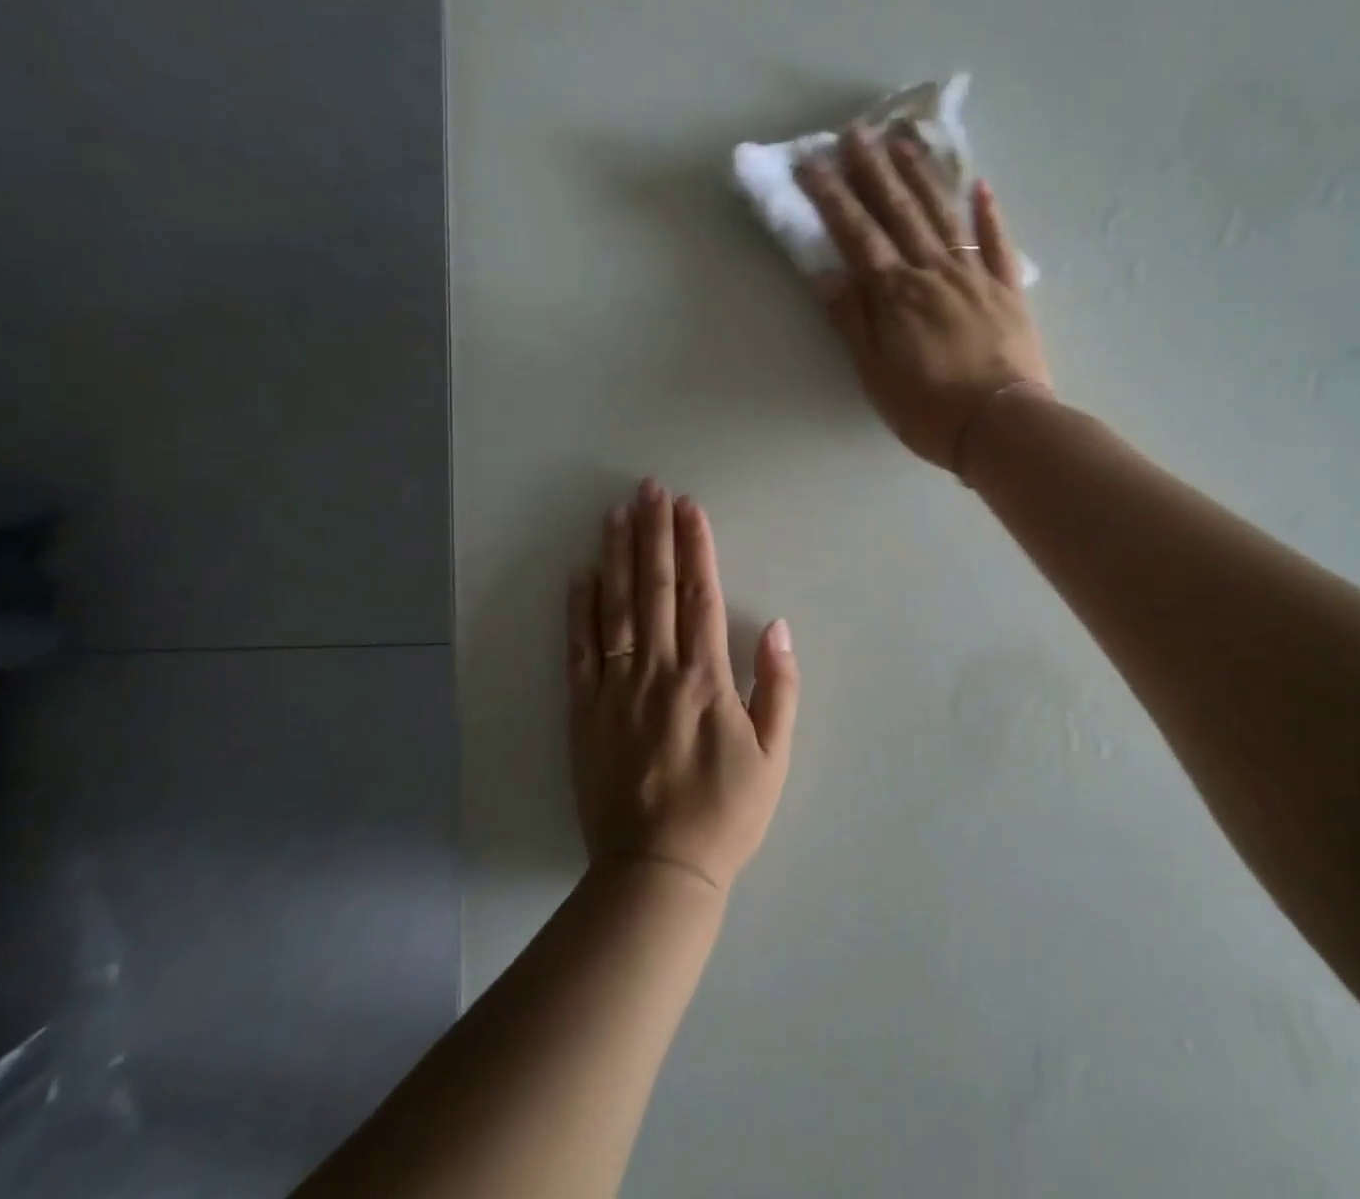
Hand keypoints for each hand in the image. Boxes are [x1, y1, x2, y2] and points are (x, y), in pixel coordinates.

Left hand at [566, 480, 798, 893]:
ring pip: (615, 608)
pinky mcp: (583, 711)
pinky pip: (580, 649)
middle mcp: (657, 671)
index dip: (695, 546)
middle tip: (649, 488)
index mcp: (705, 678)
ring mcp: (614, 688)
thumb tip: (777, 626)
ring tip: (616, 513)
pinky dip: (579, 609)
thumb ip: (779, 687)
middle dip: (653, 533)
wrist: (657, 871)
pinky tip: (581, 574)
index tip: (688, 506)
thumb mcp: (775, 756)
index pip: (700, 595)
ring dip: (617, 556)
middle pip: (655, 588)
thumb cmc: (726, 812)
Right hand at [796, 126, 1050, 471]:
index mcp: (897, 294)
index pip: (857, 234)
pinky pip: (998, 243)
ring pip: (944, 215)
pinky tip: (981, 185)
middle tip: (858, 131)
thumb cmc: (928, 409)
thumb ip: (851, 320)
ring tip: (905, 141)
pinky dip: (989, 213)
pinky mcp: (1008, 289)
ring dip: (923, 176)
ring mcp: (975, 276)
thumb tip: (824, 272)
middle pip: (900, 212)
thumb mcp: (874, 373)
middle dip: (875, 170)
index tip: (813, 161)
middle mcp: (934, 272)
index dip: (833, 196)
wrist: (1001, 426)